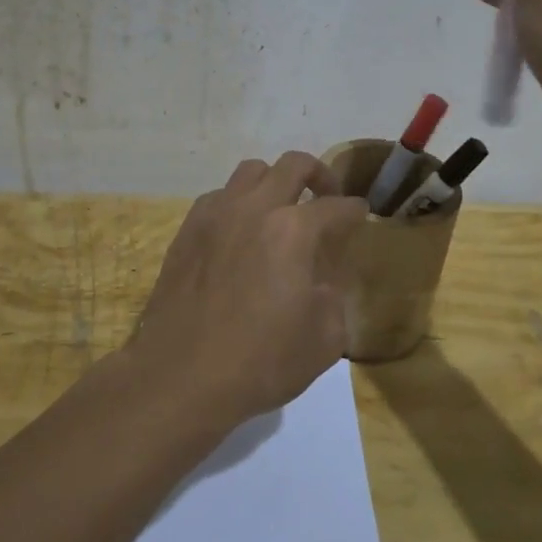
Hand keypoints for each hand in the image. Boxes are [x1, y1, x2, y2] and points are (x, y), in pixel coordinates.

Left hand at [131, 152, 367, 426]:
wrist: (181, 376)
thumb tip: (323, 277)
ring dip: (274, 182)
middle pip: (294, 165)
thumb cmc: (261, 361)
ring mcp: (216, 215)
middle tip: (326, 197)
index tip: (360, 215)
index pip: (336, 207)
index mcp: (293, 231)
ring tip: (280, 209)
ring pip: (251, 171)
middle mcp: (254, 209)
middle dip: (319, 175)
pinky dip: (238, 203)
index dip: (354, 211)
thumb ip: (334, 295)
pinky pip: (219, 196)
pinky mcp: (187, 230)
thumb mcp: (324, 338)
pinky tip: (240, 232)